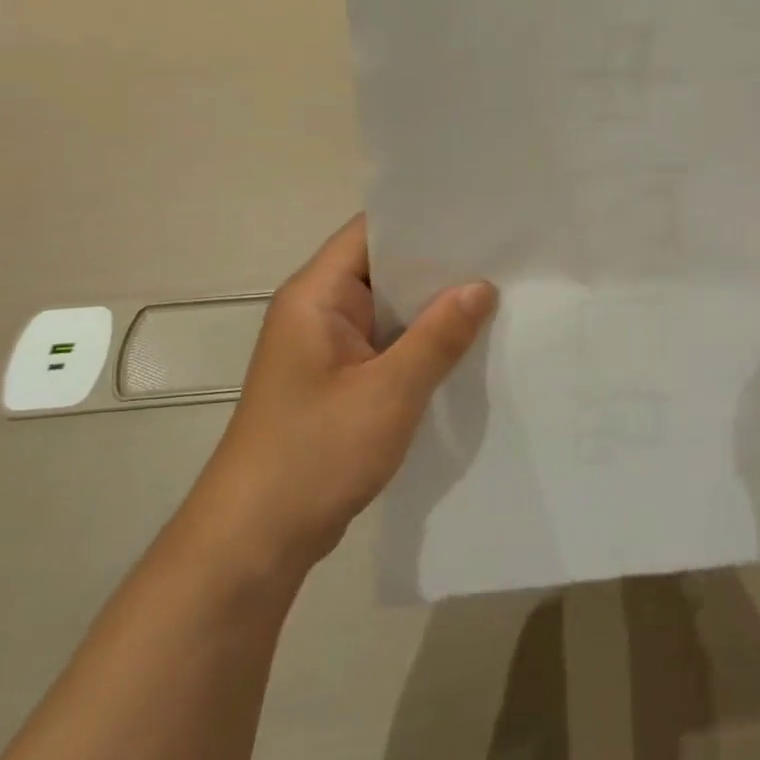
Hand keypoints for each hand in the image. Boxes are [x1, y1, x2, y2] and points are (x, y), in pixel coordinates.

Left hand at [187, 215, 495, 582]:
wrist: (255, 542)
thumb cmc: (314, 454)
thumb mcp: (389, 392)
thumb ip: (438, 336)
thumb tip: (481, 286)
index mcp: (316, 296)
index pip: (372, 232)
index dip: (424, 219)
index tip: (479, 217)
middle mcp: (319, 311)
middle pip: (385, 267)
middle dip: (440, 263)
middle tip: (504, 254)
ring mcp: (329, 348)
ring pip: (390, 309)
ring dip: (435, 305)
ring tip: (499, 291)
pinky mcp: (340, 380)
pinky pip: (389, 344)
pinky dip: (424, 340)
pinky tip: (468, 343)